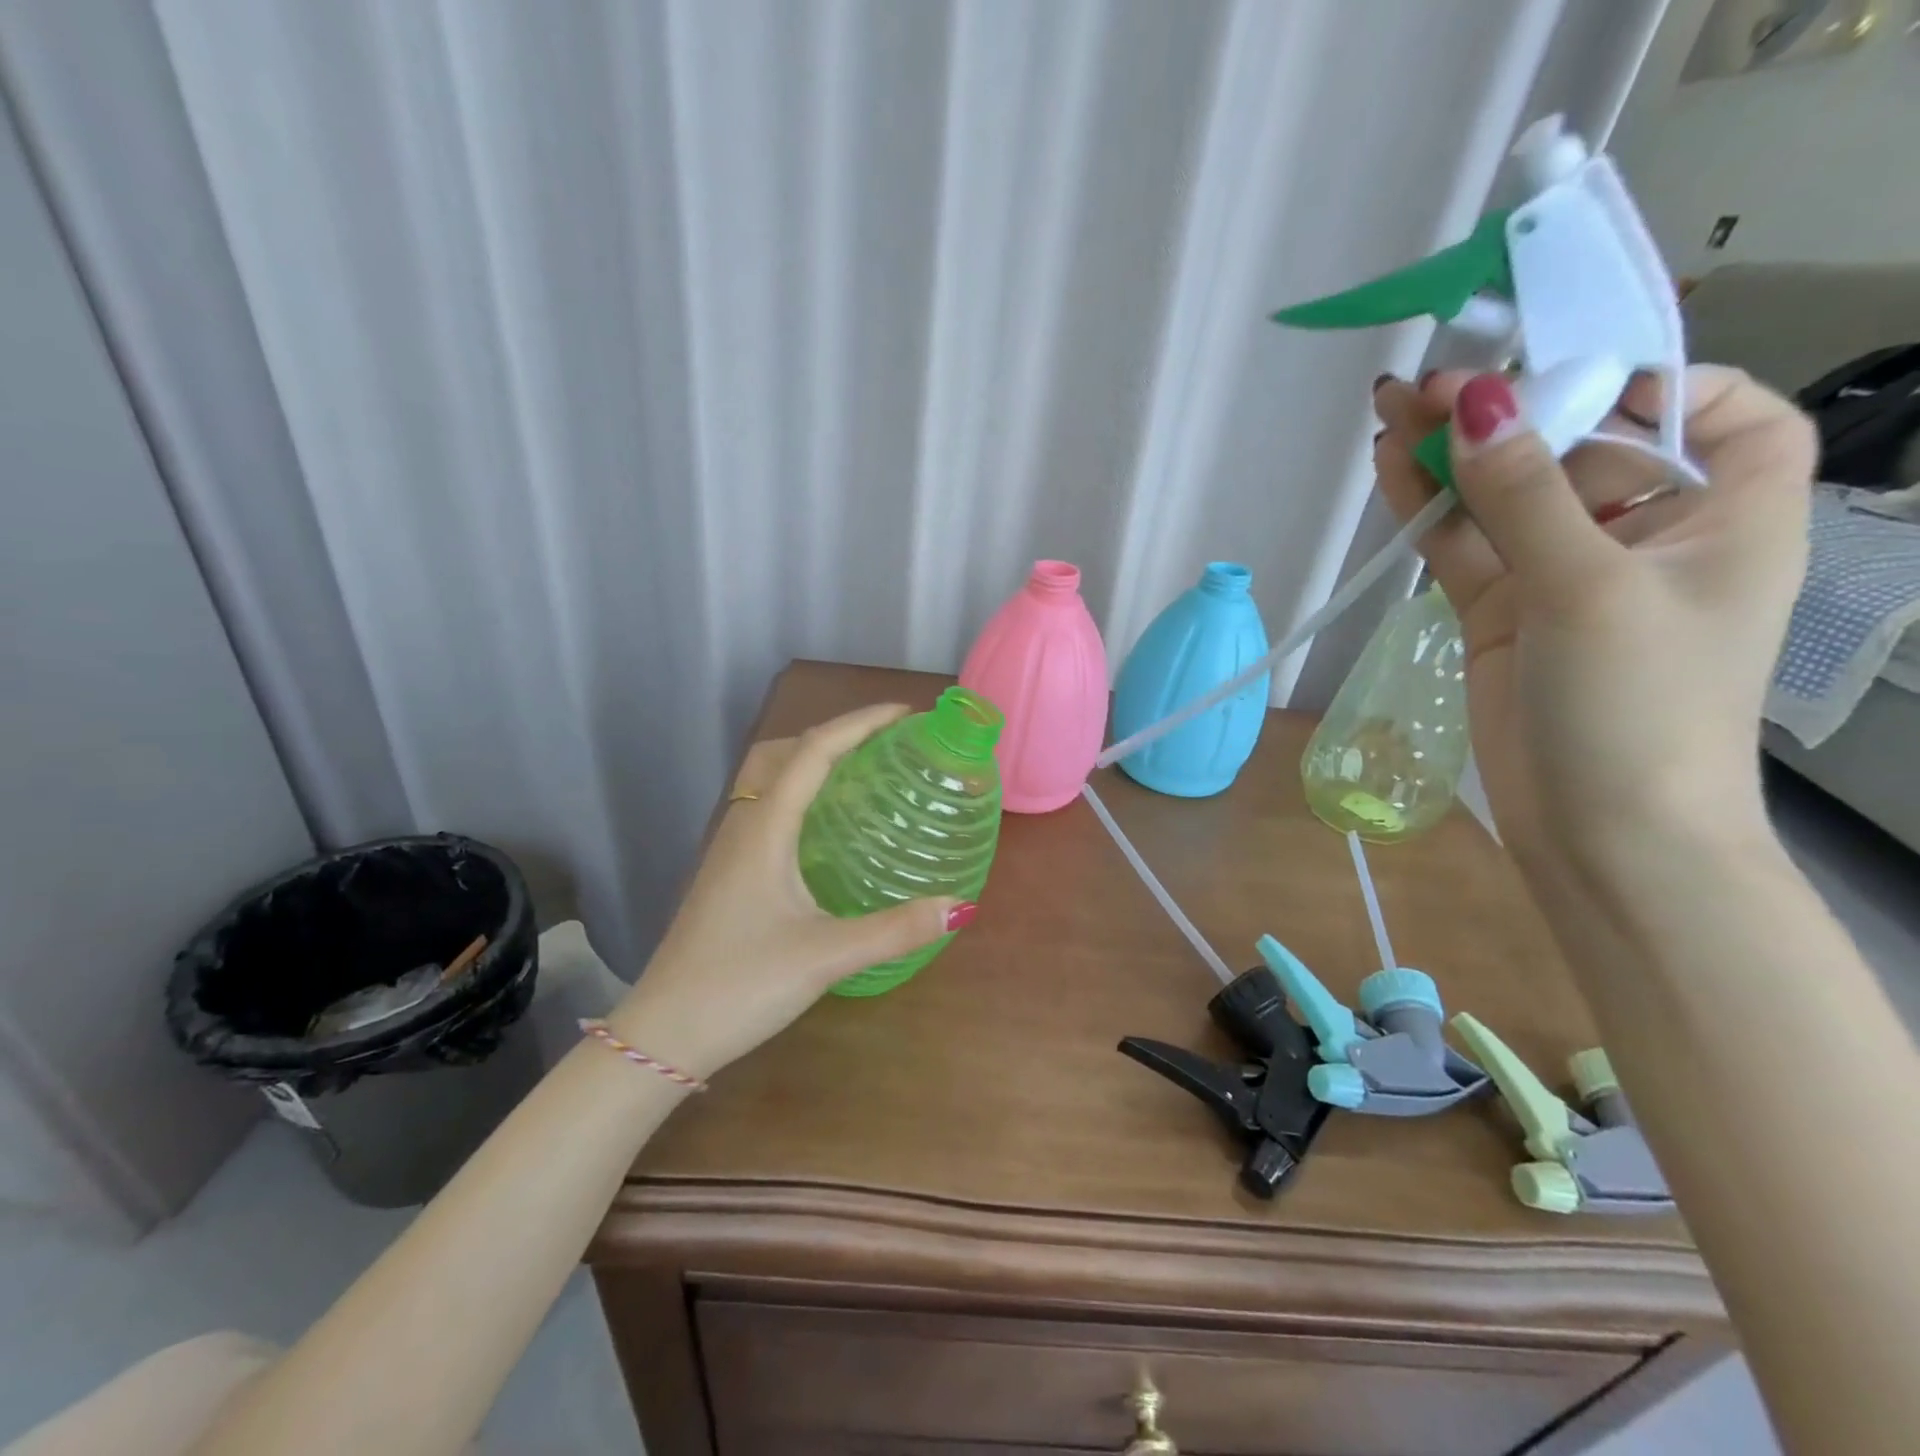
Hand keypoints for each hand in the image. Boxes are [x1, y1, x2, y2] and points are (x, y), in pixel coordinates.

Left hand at [606, 704, 969, 1078]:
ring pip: (771, 779)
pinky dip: (801, 794)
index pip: (814, 751)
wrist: (663, 1033)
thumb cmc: (740, 984)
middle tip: (886, 745)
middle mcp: (744, 825)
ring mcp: (730, 849)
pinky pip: (768, 809)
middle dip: (836, 734)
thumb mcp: (826, 957)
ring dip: (814, 761)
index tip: (904, 714)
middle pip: (786, 752)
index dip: (860, 723)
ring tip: (863, 775)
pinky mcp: (729, 873)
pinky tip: (827, 831)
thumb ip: (894, 930)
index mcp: (765, 827)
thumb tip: (960, 906)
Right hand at [1371, 366, 1814, 870]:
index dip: (1648, 380)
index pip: (1713, 411)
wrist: (1600, 830)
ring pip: (1504, 496)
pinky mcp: (1503, 610)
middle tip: (1427, 383)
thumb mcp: (1589, 587)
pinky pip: (1465, 545)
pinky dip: (1429, 511)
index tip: (1562, 375)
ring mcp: (1564, 574)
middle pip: (1578, 448)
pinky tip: (1390, 470)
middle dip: (1508, 414)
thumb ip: (1524, 493)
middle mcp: (1647, 534)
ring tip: (1388, 411)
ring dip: (1451, 458)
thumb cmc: (1638, 706)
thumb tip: (1474, 399)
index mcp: (1727, 512)